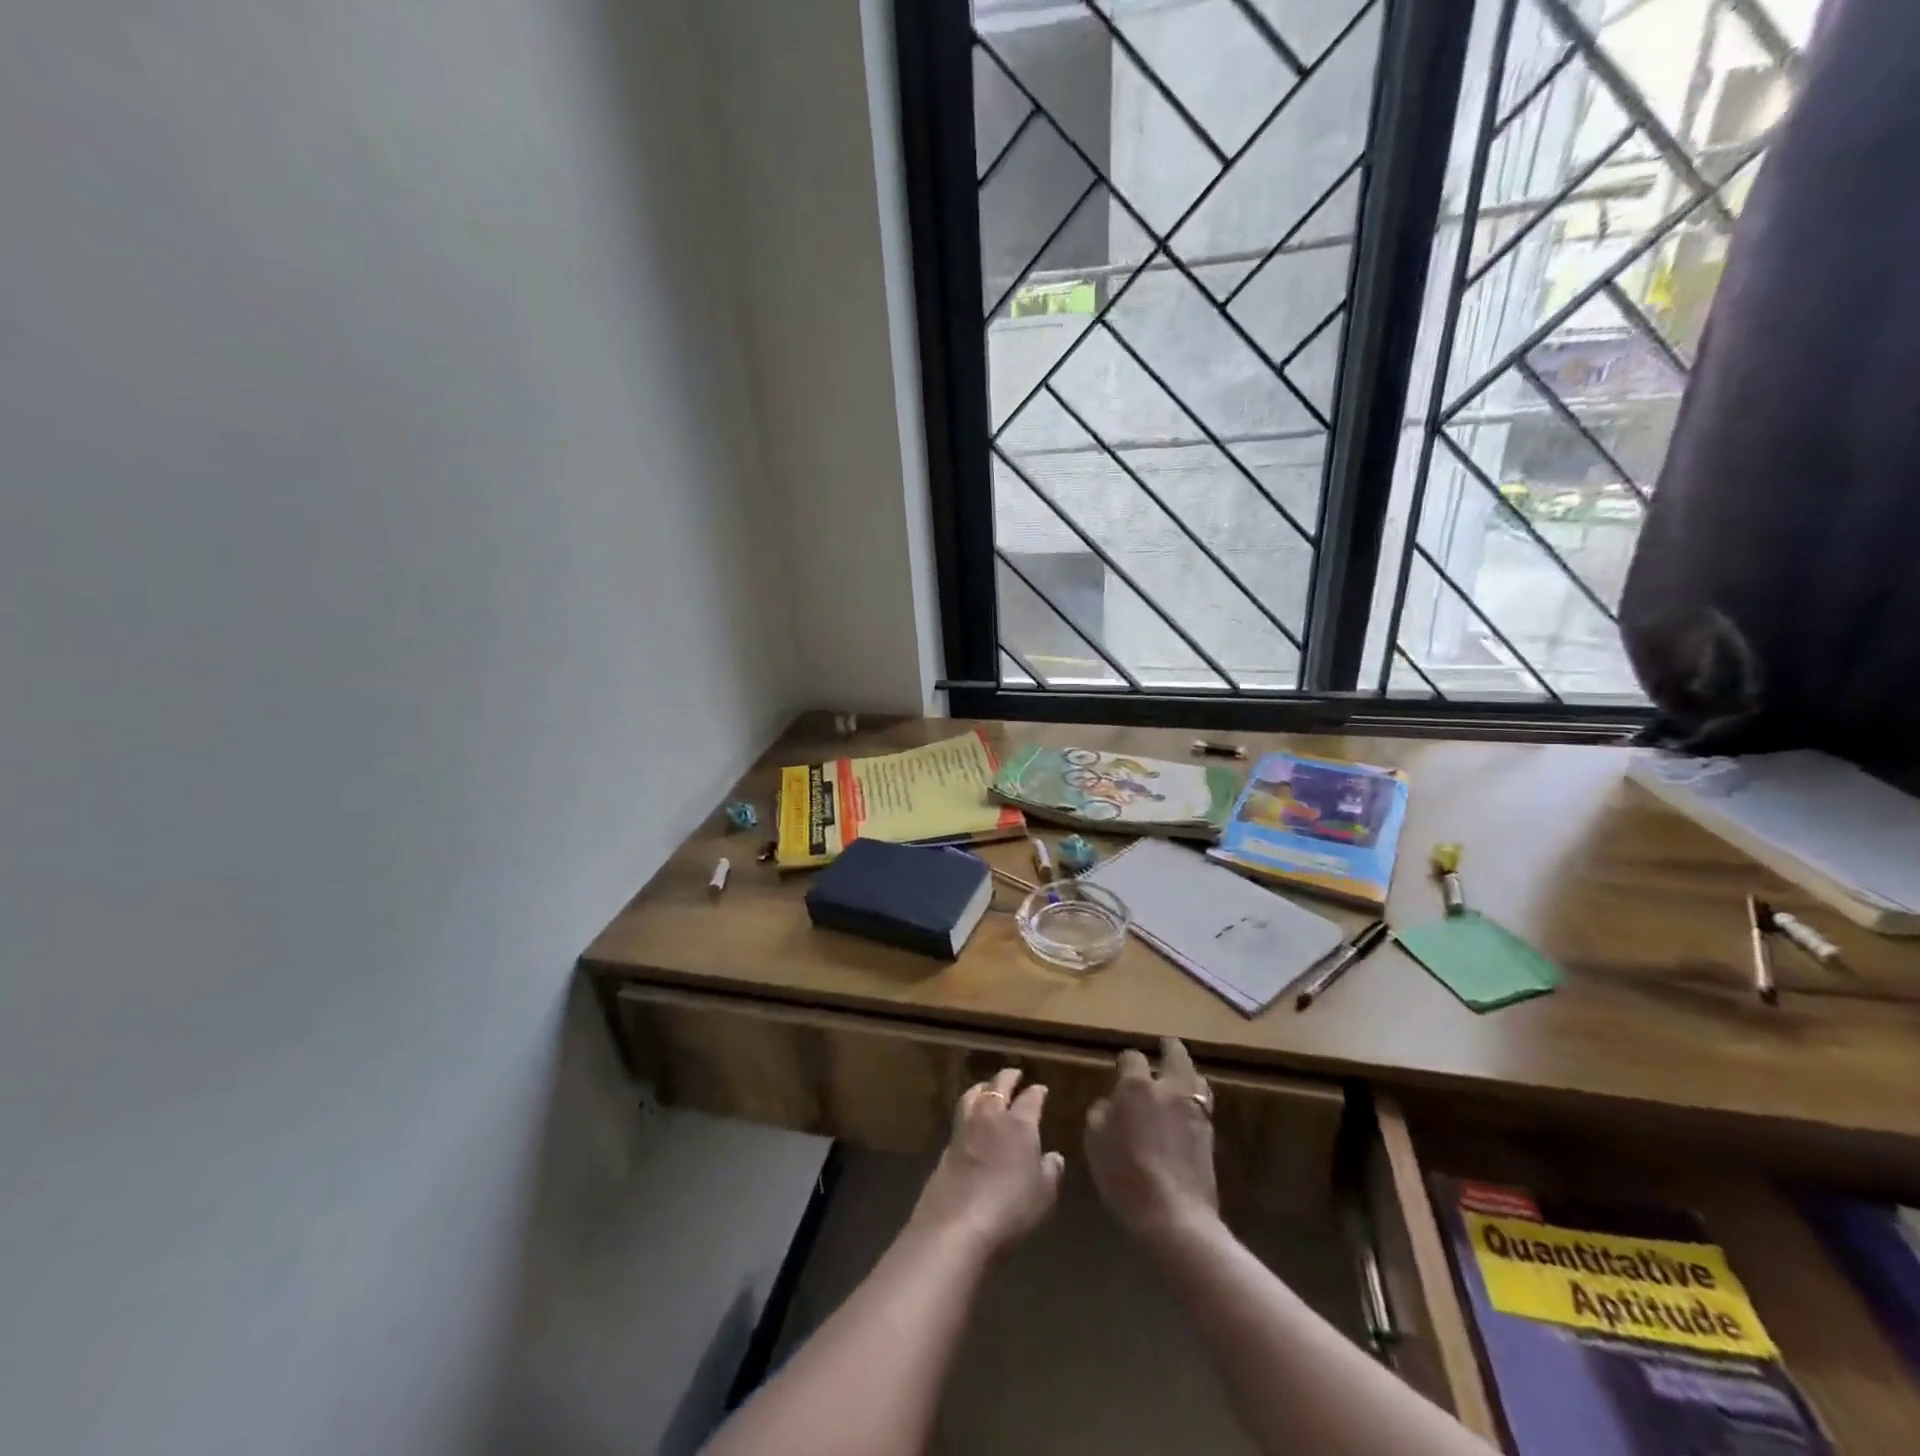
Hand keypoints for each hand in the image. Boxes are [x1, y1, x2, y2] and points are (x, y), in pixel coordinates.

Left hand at [908, 1067, 1063, 1258]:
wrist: (957, 1224)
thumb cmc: (1010, 1208)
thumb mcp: (1043, 1195)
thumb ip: (1050, 1171)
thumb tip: (1054, 1156)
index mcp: (1019, 1124)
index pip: (1031, 1098)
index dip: (1037, 1092)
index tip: (1041, 1089)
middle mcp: (991, 1116)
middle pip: (999, 1086)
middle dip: (1008, 1077)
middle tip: (1015, 1073)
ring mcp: (965, 1127)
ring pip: (973, 1094)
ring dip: (983, 1087)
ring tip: (988, 1087)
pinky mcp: (947, 1144)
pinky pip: (960, 1115)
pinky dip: (968, 1109)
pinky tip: (971, 1119)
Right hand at [1084, 1037, 1218, 1243]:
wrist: (1174, 1215)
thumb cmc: (1125, 1175)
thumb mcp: (1095, 1142)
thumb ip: (1100, 1113)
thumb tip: (1110, 1103)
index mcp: (1137, 1085)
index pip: (1132, 1057)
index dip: (1125, 1060)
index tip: (1120, 1067)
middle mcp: (1169, 1089)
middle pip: (1175, 1055)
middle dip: (1169, 1048)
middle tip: (1164, 1045)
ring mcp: (1194, 1110)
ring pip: (1195, 1077)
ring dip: (1187, 1071)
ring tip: (1180, 1074)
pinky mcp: (1209, 1133)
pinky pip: (1203, 1103)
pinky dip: (1196, 1097)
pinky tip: (1188, 1107)